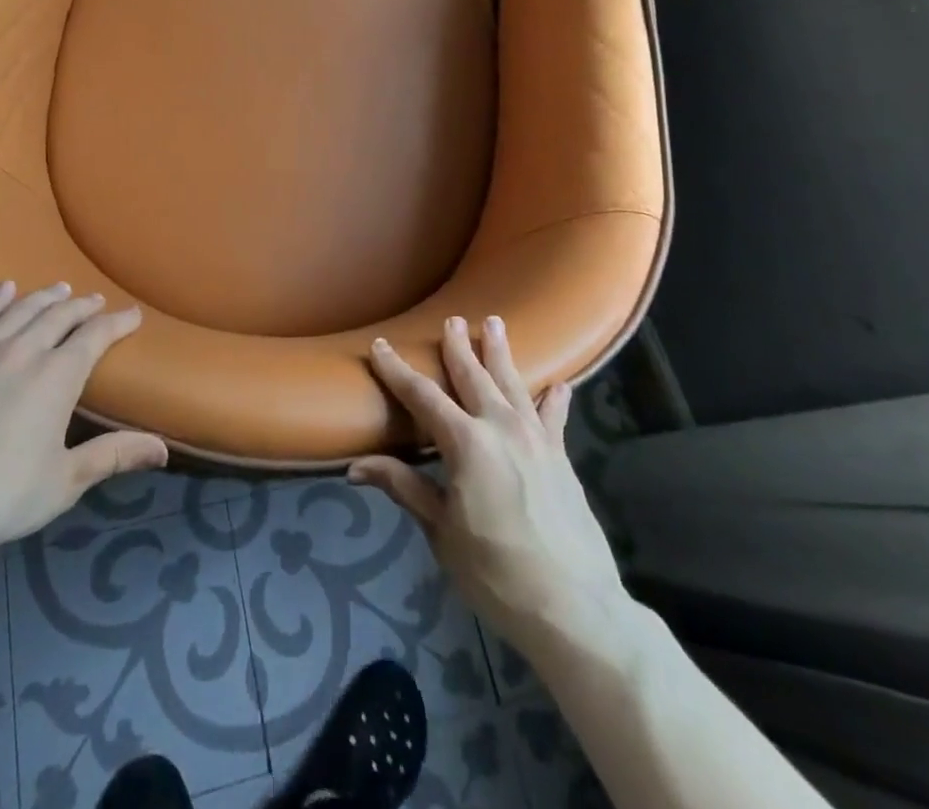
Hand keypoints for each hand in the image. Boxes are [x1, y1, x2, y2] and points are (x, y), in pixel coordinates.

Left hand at [0, 281, 166, 556]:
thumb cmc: (4, 495)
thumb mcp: (67, 480)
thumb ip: (114, 455)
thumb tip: (163, 449)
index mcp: (57, 376)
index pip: (95, 336)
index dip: (117, 322)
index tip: (132, 315)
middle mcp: (23, 351)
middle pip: (58, 316)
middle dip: (81, 306)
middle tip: (94, 300)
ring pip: (19, 311)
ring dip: (43, 297)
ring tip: (58, 289)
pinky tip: (3, 290)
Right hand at [350, 317, 631, 654]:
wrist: (574, 609)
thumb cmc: (496, 572)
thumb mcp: (441, 532)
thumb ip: (404, 488)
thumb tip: (355, 467)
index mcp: (466, 443)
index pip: (422, 396)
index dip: (397, 370)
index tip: (380, 345)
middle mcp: (501, 427)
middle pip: (474, 376)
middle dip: (459, 346)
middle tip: (452, 319)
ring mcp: (536, 440)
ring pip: (514, 384)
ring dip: (501, 353)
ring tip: (495, 323)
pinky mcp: (561, 458)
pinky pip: (555, 418)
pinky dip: (555, 399)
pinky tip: (559, 384)